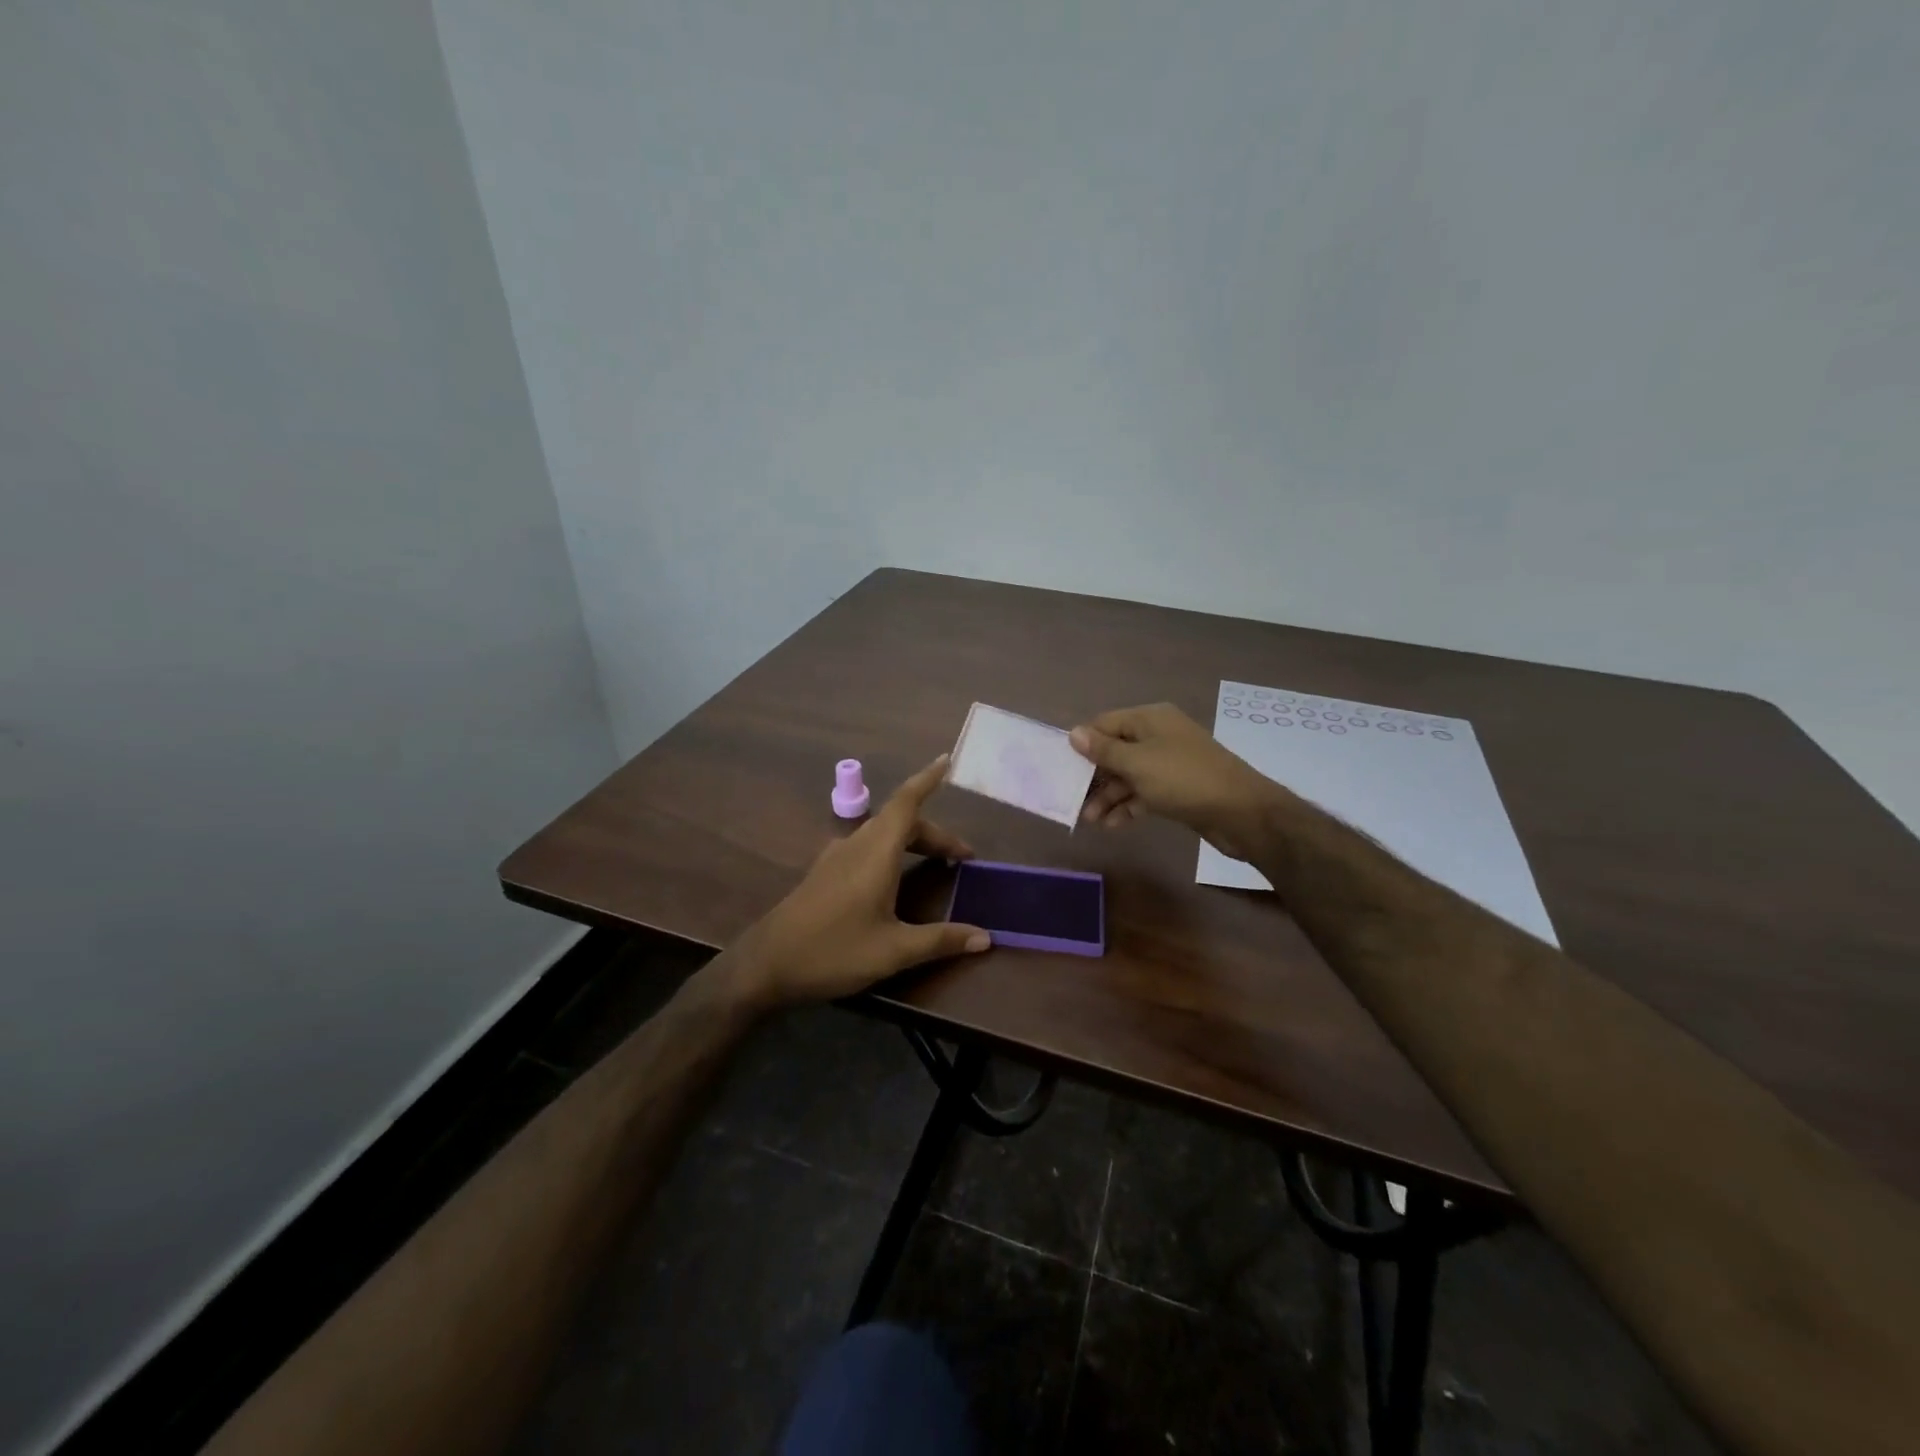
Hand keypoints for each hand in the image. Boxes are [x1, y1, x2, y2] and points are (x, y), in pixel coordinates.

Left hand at [727, 754, 991, 1011]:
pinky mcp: (825, 873)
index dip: (927, 779)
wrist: (765, 965)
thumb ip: (941, 940)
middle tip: (962, 858)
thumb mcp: (893, 951)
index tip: (947, 760)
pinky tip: (895, 878)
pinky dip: (892, 851)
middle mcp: (856, 845)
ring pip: (883, 834)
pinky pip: (867, 847)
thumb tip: (986, 937)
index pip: (907, 802)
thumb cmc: (833, 952)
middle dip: (934, 833)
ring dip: (913, 841)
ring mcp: (836, 857)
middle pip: (901, 821)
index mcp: (876, 852)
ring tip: (936, 864)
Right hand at [1069, 703, 1282, 856]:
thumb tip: (1074, 733)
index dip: (1084, 744)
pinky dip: (1129, 806)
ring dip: (1109, 796)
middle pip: (1116, 751)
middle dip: (1094, 776)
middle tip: (1074, 800)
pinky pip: (1144, 792)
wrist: (1241, 812)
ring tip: (1090, 820)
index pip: (1105, 723)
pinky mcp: (1178, 788)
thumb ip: (1103, 750)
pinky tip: (1113, 825)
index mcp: (1150, 719)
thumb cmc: (1183, 779)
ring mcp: (1170, 763)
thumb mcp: (1137, 763)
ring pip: (1129, 775)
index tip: (1064, 768)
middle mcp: (1159, 736)